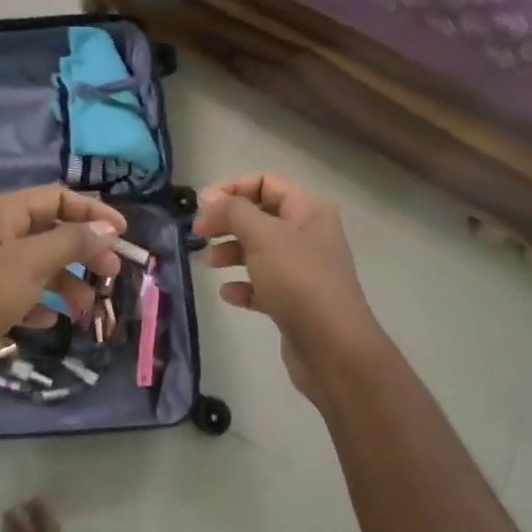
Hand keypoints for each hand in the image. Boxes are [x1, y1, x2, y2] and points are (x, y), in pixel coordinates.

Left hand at [0, 186, 124, 383]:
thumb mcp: (31, 264)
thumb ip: (72, 242)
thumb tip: (108, 228)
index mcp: (4, 214)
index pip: (57, 197)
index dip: (92, 211)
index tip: (122, 235)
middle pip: (52, 232)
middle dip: (83, 251)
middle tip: (111, 274)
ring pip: (40, 266)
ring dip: (67, 283)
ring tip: (85, 309)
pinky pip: (23, 294)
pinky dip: (41, 304)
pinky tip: (50, 321)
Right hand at [193, 173, 381, 402]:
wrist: (333, 349)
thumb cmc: (299, 281)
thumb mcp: (263, 236)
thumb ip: (233, 211)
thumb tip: (209, 198)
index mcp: (309, 211)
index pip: (266, 183)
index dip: (232, 189)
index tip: (202, 206)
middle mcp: (308, 235)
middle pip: (260, 216)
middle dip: (228, 222)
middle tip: (198, 234)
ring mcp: (303, 270)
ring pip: (259, 250)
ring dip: (231, 252)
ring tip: (208, 264)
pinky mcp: (295, 302)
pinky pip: (263, 285)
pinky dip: (243, 285)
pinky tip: (228, 294)